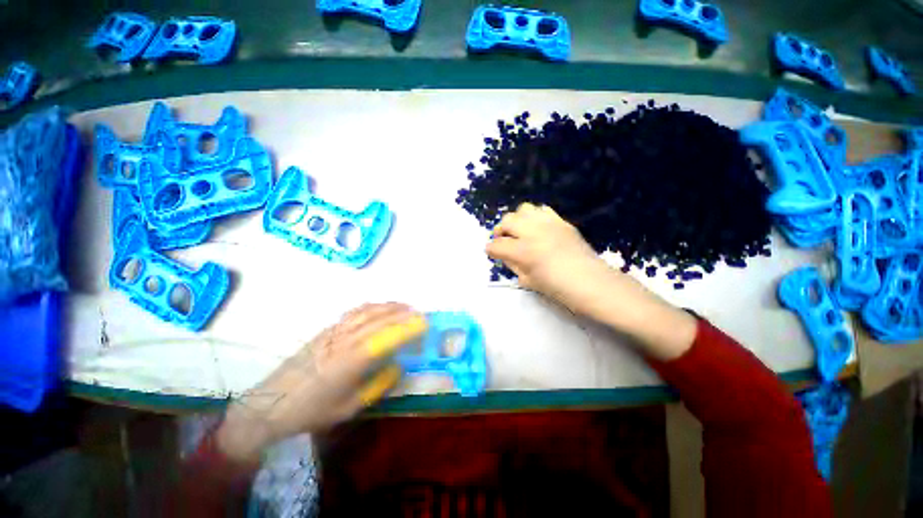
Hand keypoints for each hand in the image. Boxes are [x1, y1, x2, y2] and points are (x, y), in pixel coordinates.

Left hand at [216, 303, 426, 463]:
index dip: (407, 328)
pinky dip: (373, 306)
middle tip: (421, 314)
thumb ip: (377, 384)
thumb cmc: (311, 411)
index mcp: (350, 362)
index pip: (385, 338)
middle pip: (379, 320)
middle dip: (403, 314)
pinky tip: (380, 308)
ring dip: (390, 307)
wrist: (269, 404)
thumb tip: (397, 366)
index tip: (425, 323)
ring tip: (406, 307)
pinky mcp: (327, 329)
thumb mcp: (349, 407)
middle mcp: (344, 340)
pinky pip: (355, 312)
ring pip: (368, 312)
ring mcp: (334, 331)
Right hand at [486, 203, 613, 316]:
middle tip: (504, 241)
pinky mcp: (560, 221)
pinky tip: (537, 228)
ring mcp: (548, 223)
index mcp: (523, 251)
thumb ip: (512, 264)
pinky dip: (534, 217)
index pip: (496, 245)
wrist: (590, 282)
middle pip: (506, 221)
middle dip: (500, 231)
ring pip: (523, 209)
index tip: (492, 253)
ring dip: (517, 220)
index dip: (491, 250)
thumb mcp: (527, 281)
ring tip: (520, 231)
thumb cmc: (557, 288)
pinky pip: (541, 209)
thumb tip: (504, 254)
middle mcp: (533, 232)